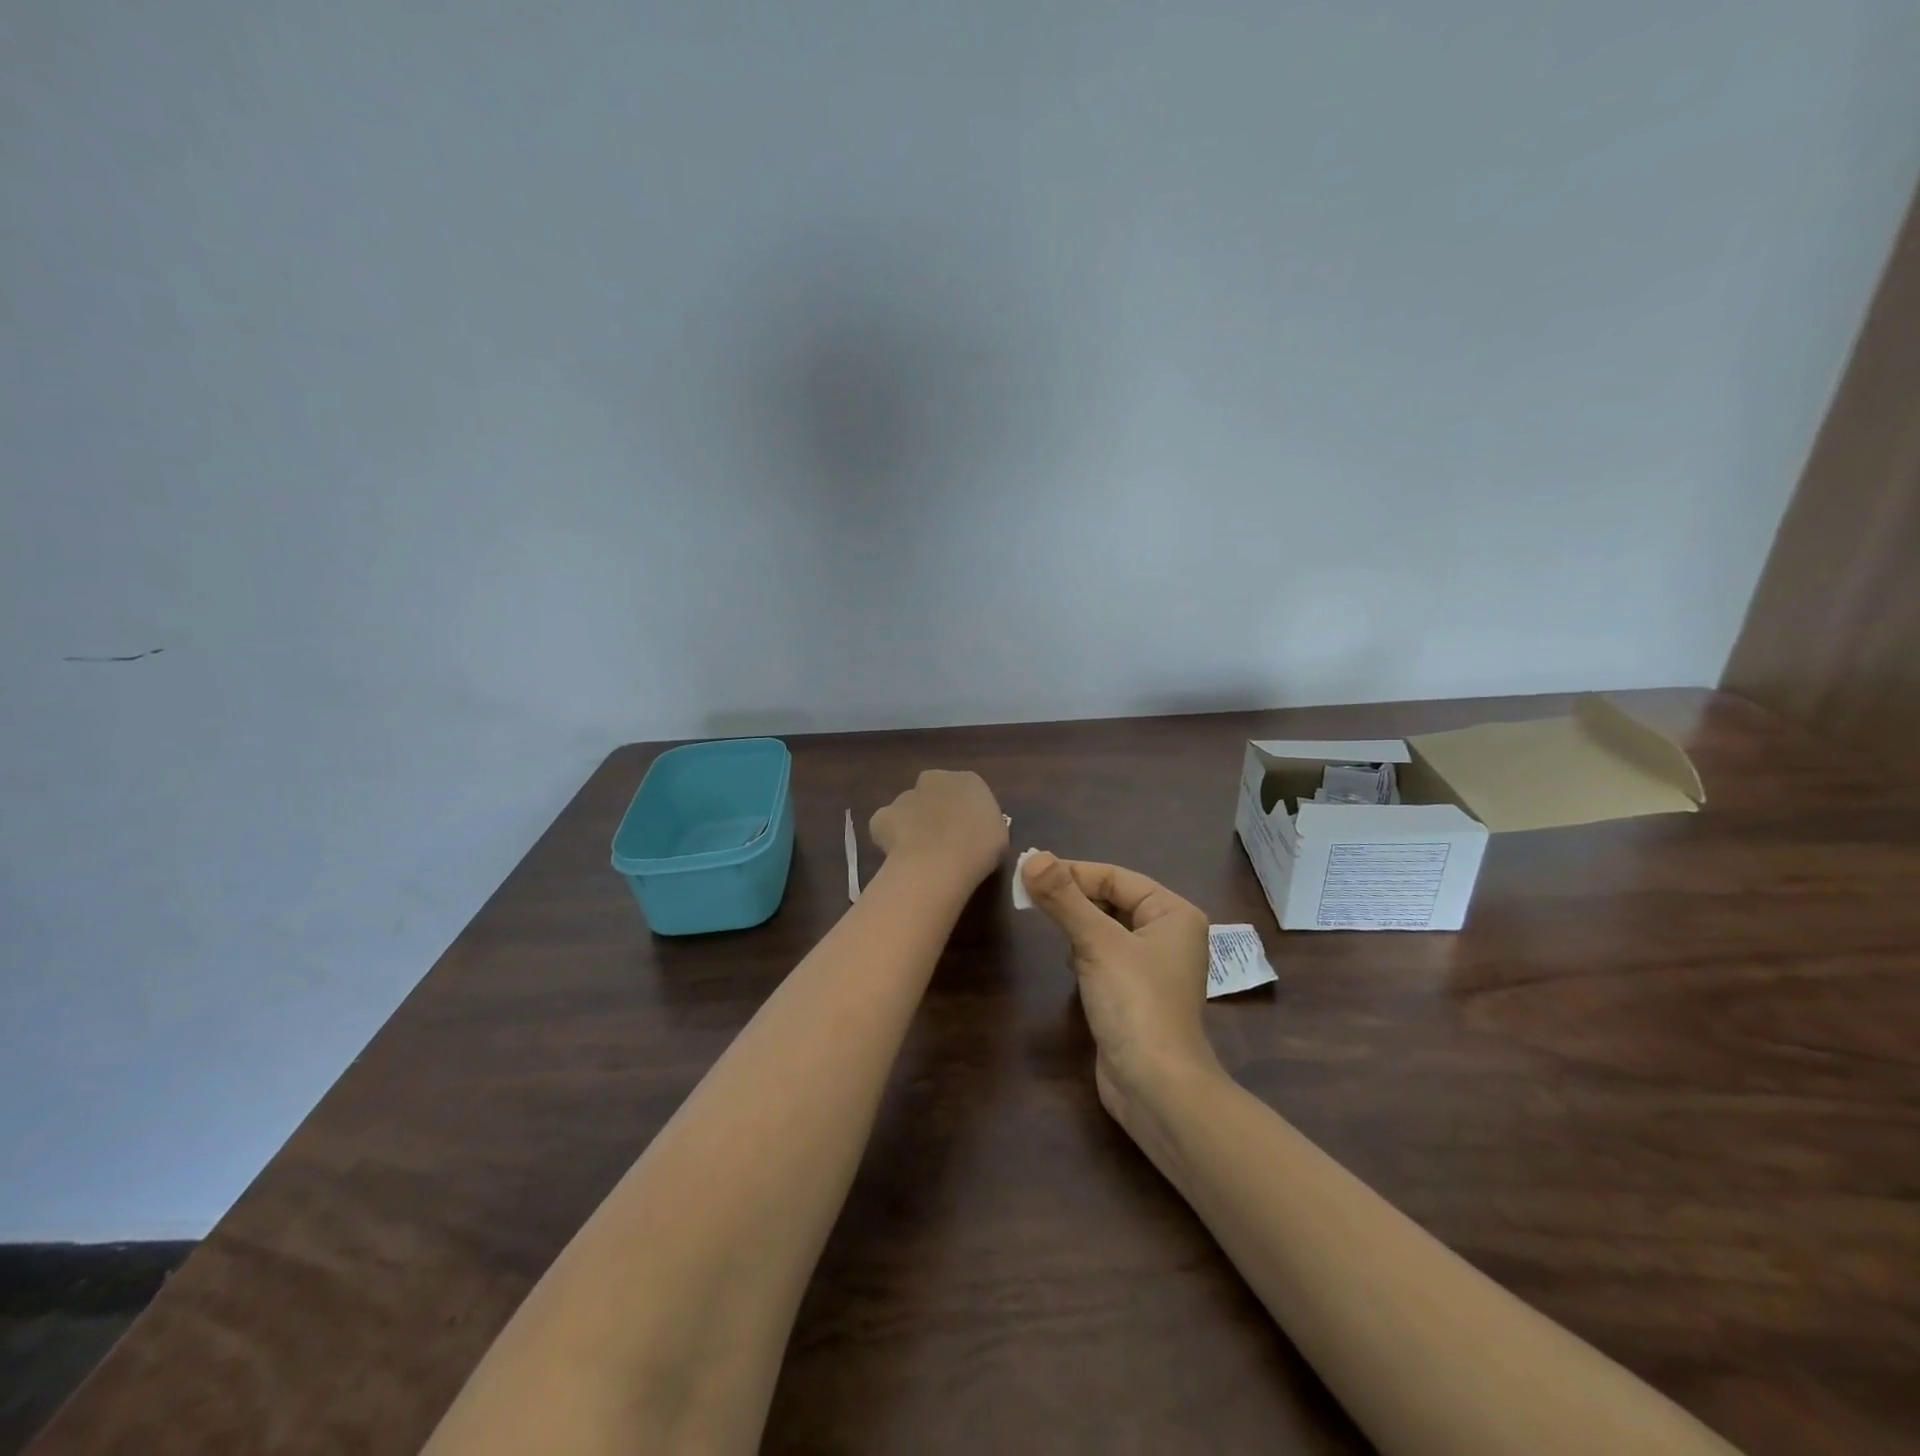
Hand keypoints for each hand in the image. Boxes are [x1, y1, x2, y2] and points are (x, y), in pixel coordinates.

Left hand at [870, 770, 1007, 893]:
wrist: (940, 862)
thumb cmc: (979, 849)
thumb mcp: (999, 836)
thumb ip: (983, 825)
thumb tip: (972, 832)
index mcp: (969, 780)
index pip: (966, 791)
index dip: (964, 813)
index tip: (966, 834)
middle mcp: (935, 779)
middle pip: (933, 793)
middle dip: (935, 811)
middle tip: (942, 841)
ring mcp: (905, 796)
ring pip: (908, 808)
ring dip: (912, 825)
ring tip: (919, 854)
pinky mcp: (882, 816)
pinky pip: (885, 826)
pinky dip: (889, 838)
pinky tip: (899, 856)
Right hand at [1020, 853, 1220, 1118]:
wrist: (1156, 1088)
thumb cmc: (1135, 1003)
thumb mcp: (1097, 943)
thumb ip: (1064, 898)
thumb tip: (1032, 857)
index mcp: (1173, 913)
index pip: (1115, 876)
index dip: (1072, 872)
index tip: (1029, 873)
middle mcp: (1169, 934)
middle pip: (1112, 900)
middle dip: (1074, 899)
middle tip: (1030, 897)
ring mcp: (1153, 967)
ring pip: (1107, 928)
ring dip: (1078, 924)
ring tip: (1049, 926)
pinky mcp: (1137, 993)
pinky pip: (1106, 956)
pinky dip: (1085, 952)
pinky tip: (1070, 964)